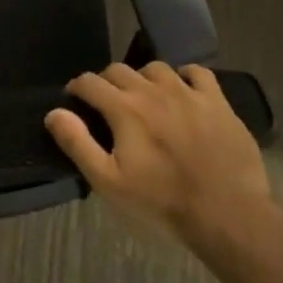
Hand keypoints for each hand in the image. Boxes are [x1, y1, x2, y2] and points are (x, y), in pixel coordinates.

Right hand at [45, 63, 272, 249]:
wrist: (228, 214)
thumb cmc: (162, 201)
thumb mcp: (109, 181)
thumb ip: (77, 143)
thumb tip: (54, 113)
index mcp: (124, 108)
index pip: (89, 82)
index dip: (77, 88)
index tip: (75, 101)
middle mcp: (153, 90)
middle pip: (119, 70)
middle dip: (106, 82)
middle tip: (107, 105)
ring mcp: (188, 92)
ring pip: (155, 67)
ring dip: (143, 78)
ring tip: (144, 98)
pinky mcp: (217, 101)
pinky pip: (197, 72)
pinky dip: (184, 77)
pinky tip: (182, 92)